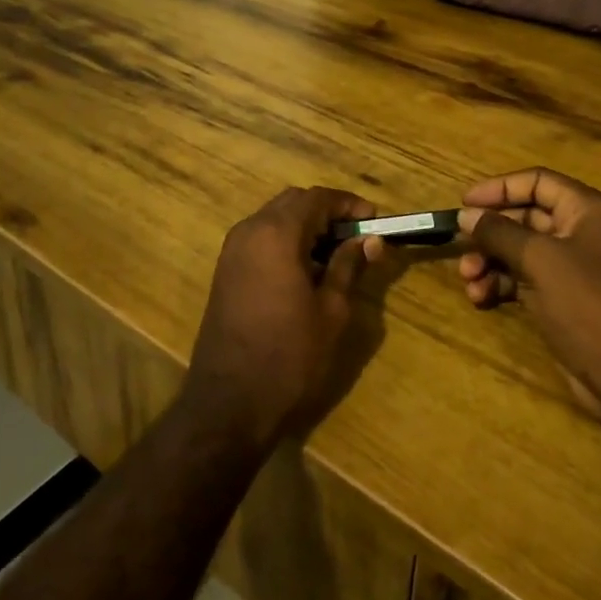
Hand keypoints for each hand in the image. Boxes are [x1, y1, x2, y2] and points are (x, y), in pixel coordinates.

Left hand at [183, 186, 378, 451]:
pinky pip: (260, 238)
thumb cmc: (289, 355)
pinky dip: (285, 241)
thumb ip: (349, 266)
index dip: (348, 203)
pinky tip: (306, 269)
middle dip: (326, 211)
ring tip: (336, 254)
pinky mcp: (225, 270)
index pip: (317, 198)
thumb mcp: (331, 311)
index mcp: (276, 233)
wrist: (229, 401)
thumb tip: (370, 240)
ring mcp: (232, 250)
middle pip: (293, 202)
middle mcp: (249, 230)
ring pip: (274, 218)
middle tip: (357, 236)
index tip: (374, 220)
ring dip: (305, 225)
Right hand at [457, 168, 600, 418]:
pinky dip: (500, 284)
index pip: (537, 182)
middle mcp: (580, 233)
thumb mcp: (540, 260)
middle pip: (524, 218)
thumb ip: (499, 233)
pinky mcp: (562, 299)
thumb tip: (466, 215)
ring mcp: (571, 268)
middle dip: (490, 232)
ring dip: (490, 261)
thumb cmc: (588, 303)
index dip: (500, 188)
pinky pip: (523, 279)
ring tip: (469, 280)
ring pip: (519, 251)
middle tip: (459, 246)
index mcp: (586, 211)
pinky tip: (481, 298)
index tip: (464, 203)